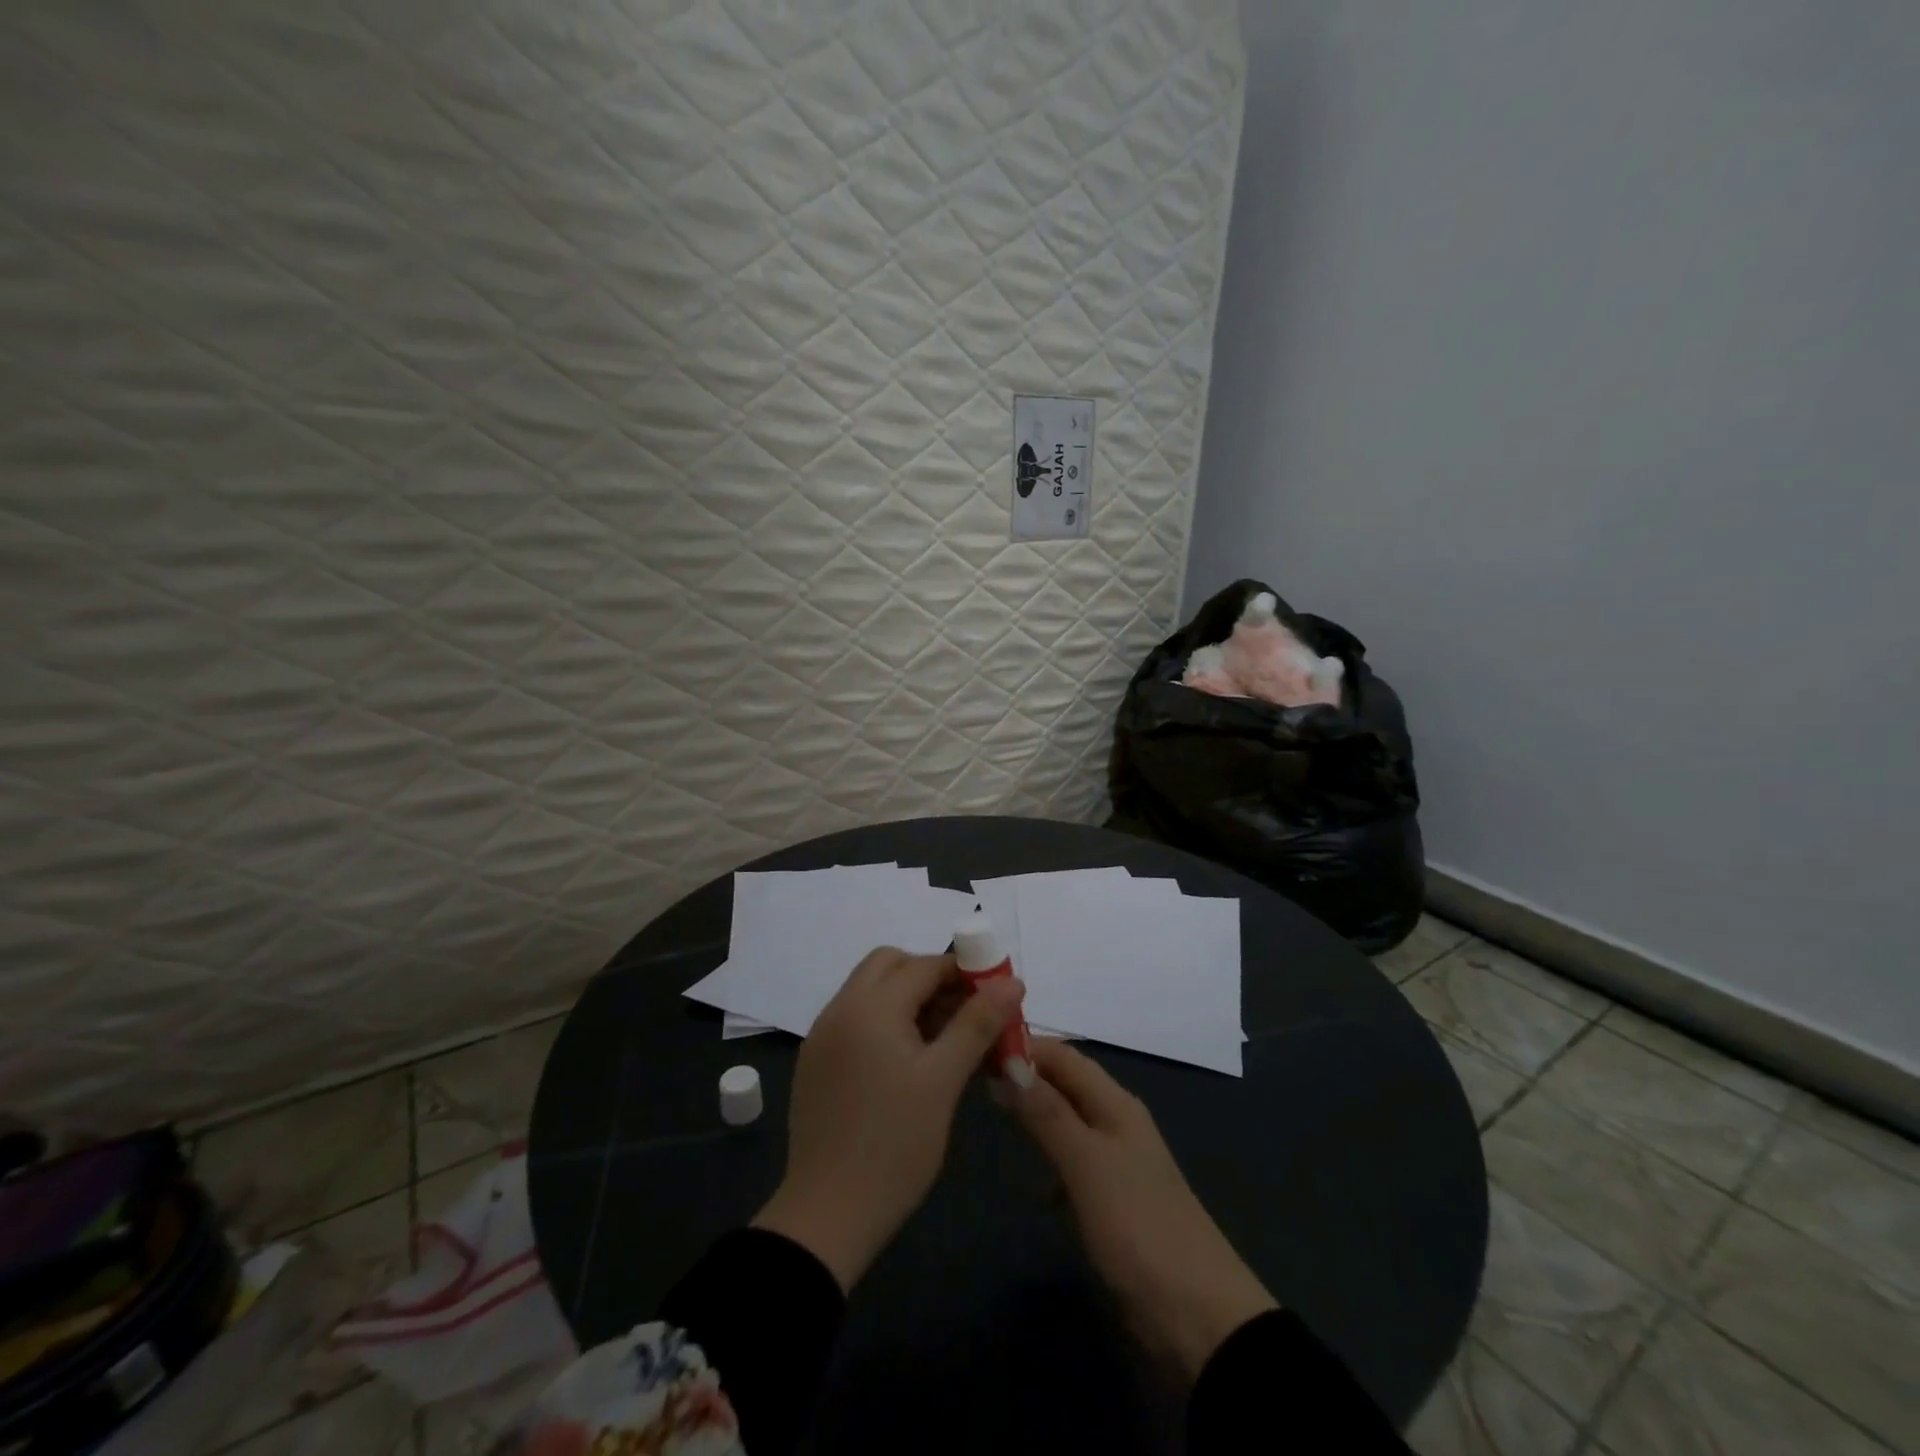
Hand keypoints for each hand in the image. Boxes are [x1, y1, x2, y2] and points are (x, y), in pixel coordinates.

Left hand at [753, 947, 1023, 1291]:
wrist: (827, 1216)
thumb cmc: (895, 1144)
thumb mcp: (944, 1080)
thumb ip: (977, 1023)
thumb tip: (1013, 982)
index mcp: (869, 1006)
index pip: (924, 965)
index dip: (963, 972)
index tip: (995, 995)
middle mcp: (840, 1008)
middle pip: (889, 965)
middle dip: (930, 977)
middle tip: (964, 1012)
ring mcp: (823, 1035)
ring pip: (870, 991)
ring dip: (907, 998)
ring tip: (945, 1039)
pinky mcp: (817, 1063)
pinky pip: (856, 1020)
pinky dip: (886, 1022)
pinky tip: (909, 1060)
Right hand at [1010, 1038, 1277, 1382]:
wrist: (1198, 1315)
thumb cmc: (1138, 1225)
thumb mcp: (1086, 1162)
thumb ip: (1047, 1112)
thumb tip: (1008, 1059)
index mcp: (1115, 1103)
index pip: (1063, 1055)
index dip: (1024, 1045)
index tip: (977, 1044)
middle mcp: (1116, 1122)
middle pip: (1066, 1083)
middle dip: (1025, 1075)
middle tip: (974, 1074)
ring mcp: (1116, 1163)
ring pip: (1067, 1120)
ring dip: (1035, 1112)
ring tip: (992, 1112)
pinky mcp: (1113, 1201)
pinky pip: (1072, 1161)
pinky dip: (1049, 1157)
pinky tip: (1030, 1179)